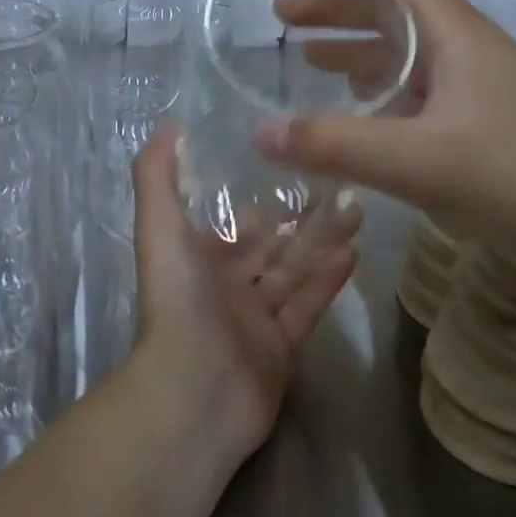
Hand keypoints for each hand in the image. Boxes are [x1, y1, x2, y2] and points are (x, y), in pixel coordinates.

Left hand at [126, 125, 362, 459]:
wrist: (194, 391)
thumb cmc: (177, 301)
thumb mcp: (159, 227)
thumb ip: (157, 175)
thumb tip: (166, 125)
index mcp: (199, 259)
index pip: (236, 222)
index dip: (262, 198)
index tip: (295, 168)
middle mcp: (228, 285)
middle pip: (273, 244)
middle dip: (302, 217)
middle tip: (341, 185)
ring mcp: (257, 318)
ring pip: (295, 270)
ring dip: (324, 241)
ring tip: (358, 209)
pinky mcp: (284, 346)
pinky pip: (309, 305)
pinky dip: (330, 279)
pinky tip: (355, 252)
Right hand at [251, 0, 515, 293]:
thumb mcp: (424, 163)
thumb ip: (338, 147)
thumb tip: (258, 132)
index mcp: (455, 34)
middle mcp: (465, 51)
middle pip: (392, 8)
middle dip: (333, 4)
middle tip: (281, 15)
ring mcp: (478, 90)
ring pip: (405, 52)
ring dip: (353, 46)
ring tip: (304, 56)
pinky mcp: (486, 127)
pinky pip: (418, 92)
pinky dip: (378, 90)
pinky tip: (360, 111)